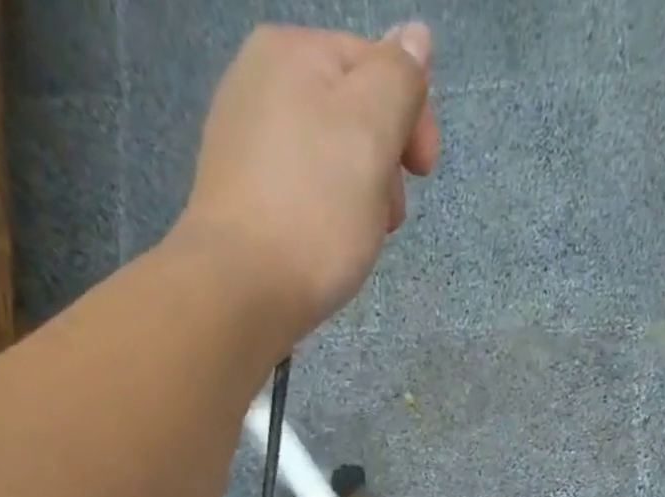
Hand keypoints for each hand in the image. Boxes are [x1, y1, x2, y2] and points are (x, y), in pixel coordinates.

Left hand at [177, 22, 440, 350]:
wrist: (242, 290)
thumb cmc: (315, 210)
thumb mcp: (372, 130)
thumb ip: (399, 78)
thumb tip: (414, 37)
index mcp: (291, 51)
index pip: (377, 66)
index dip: (413, 117)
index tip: (425, 175)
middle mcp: (258, 83)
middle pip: (352, 115)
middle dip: (383, 164)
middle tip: (387, 217)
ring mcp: (242, 143)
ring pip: (328, 160)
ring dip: (358, 196)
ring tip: (357, 239)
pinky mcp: (239, 199)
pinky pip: (300, 194)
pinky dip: (324, 217)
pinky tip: (326, 249)